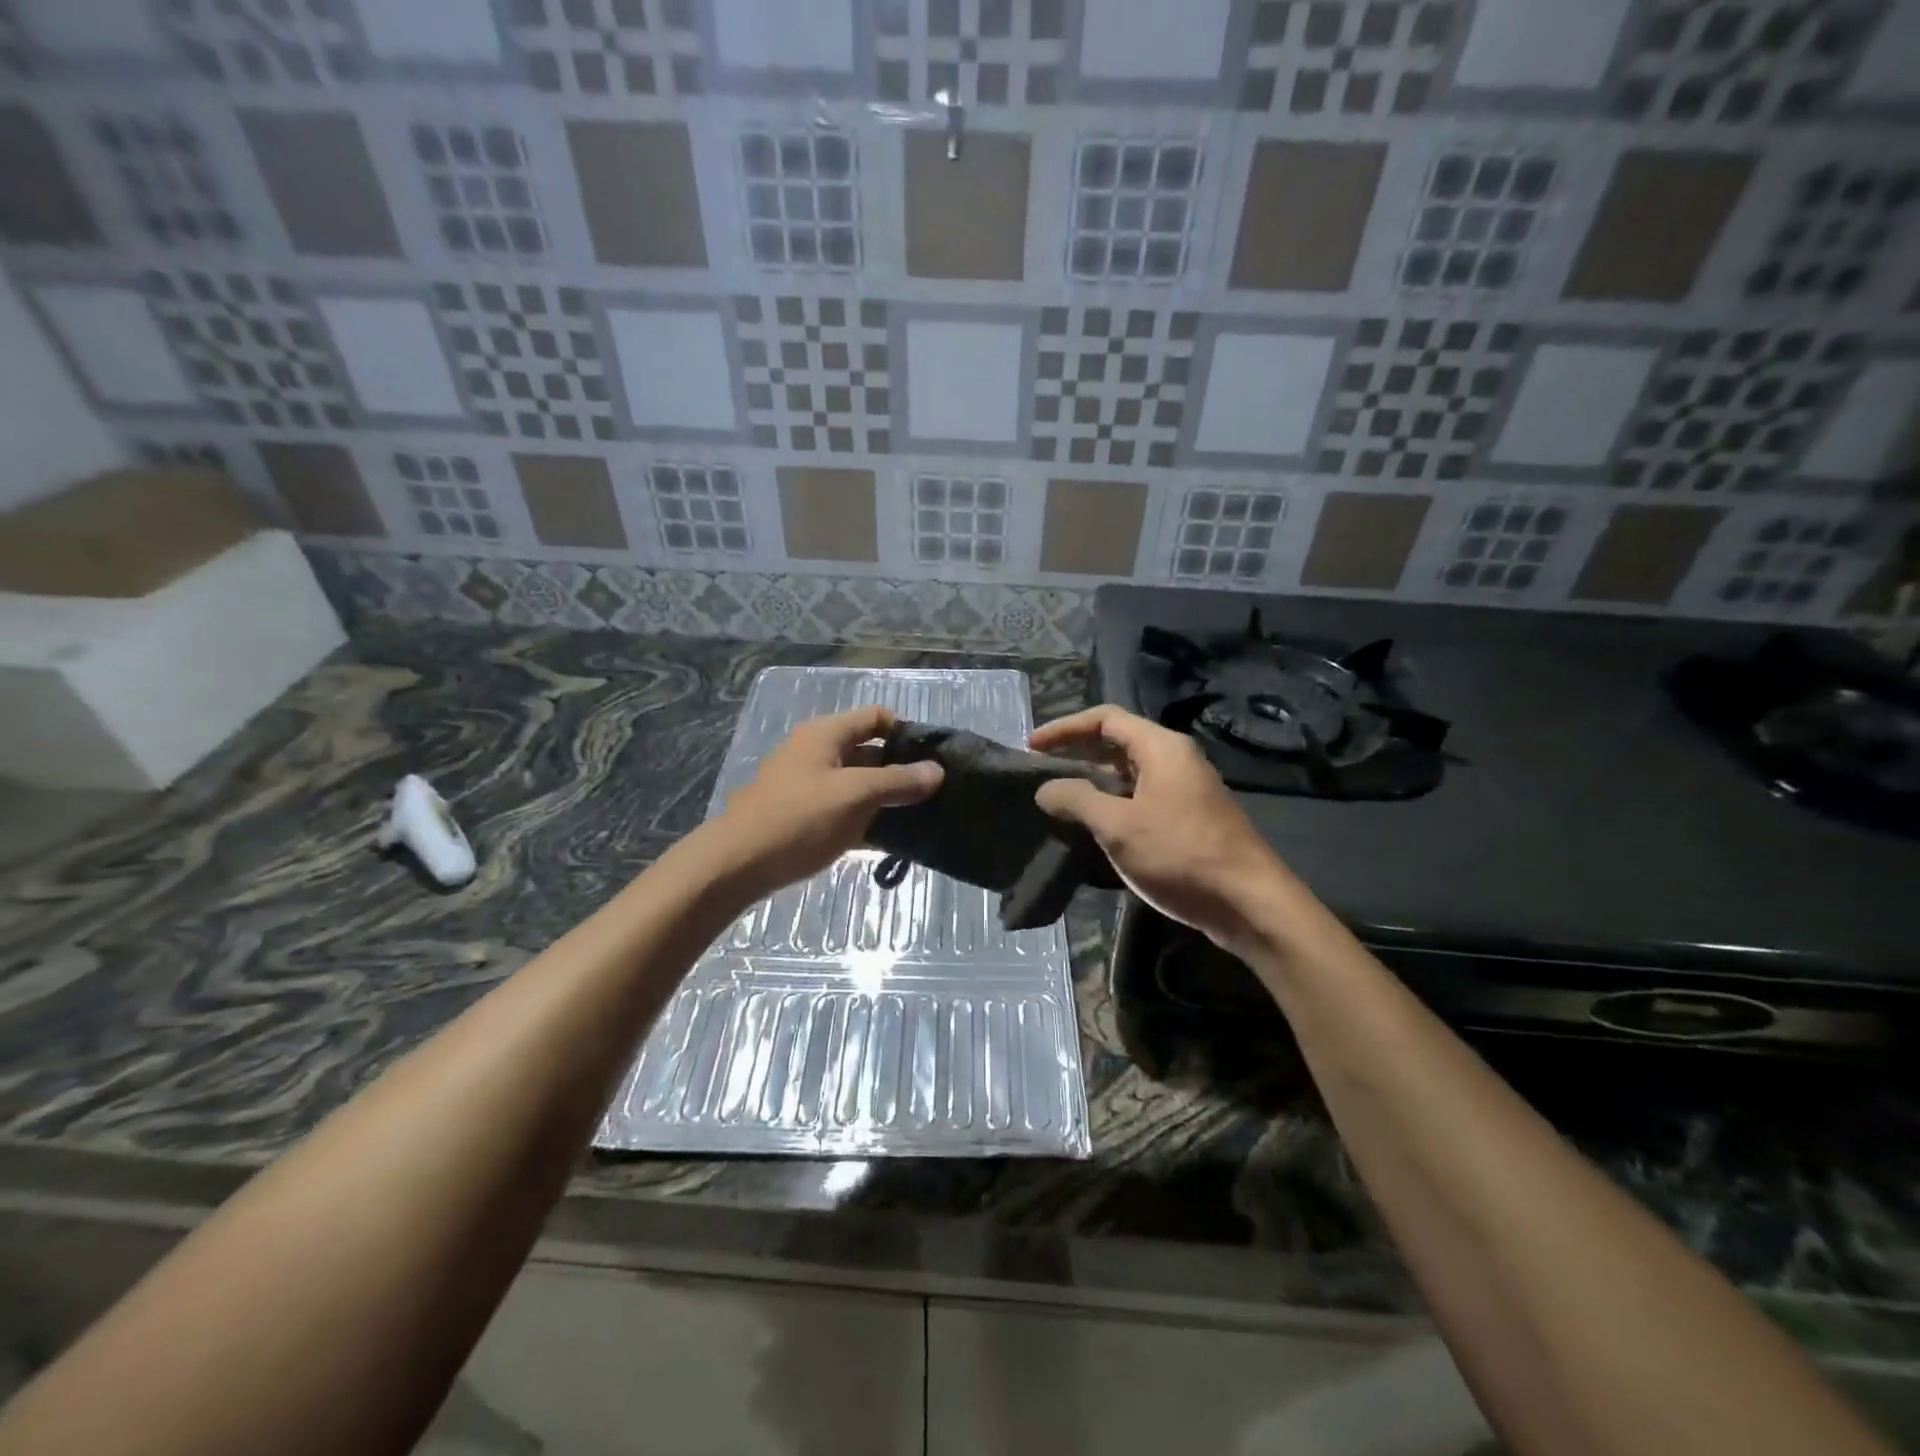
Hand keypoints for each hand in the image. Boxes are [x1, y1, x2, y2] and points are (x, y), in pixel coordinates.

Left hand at [704, 706, 942, 898]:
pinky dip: (864, 818)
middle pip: (868, 750)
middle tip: (932, 794)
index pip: (876, 717)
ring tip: (918, 817)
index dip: (906, 732)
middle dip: (899, 769)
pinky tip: (887, 840)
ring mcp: (807, 785)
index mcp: (826, 734)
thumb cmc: (800, 819)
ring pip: (856, 783)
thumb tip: (938, 770)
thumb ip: (899, 781)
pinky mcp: (802, 815)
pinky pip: (842, 809)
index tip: (933, 760)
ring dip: (884, 797)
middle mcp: (816, 752)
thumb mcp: (857, 795)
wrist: (738, 864)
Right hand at [1031, 706, 1292, 951]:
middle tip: (1039, 768)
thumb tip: (1045, 788)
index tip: (1031, 746)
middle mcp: (1175, 759)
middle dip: (1076, 752)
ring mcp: (1184, 789)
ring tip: (1058, 795)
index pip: (1105, 719)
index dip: (1065, 728)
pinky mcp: (1188, 818)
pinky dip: (1112, 801)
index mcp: (1161, 747)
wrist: (1248, 903)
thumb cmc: (1181, 854)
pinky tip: (1092, 823)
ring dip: (1093, 779)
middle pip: (1117, 742)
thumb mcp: (1119, 826)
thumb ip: (1078, 800)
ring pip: (1129, 772)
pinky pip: (1140, 796)